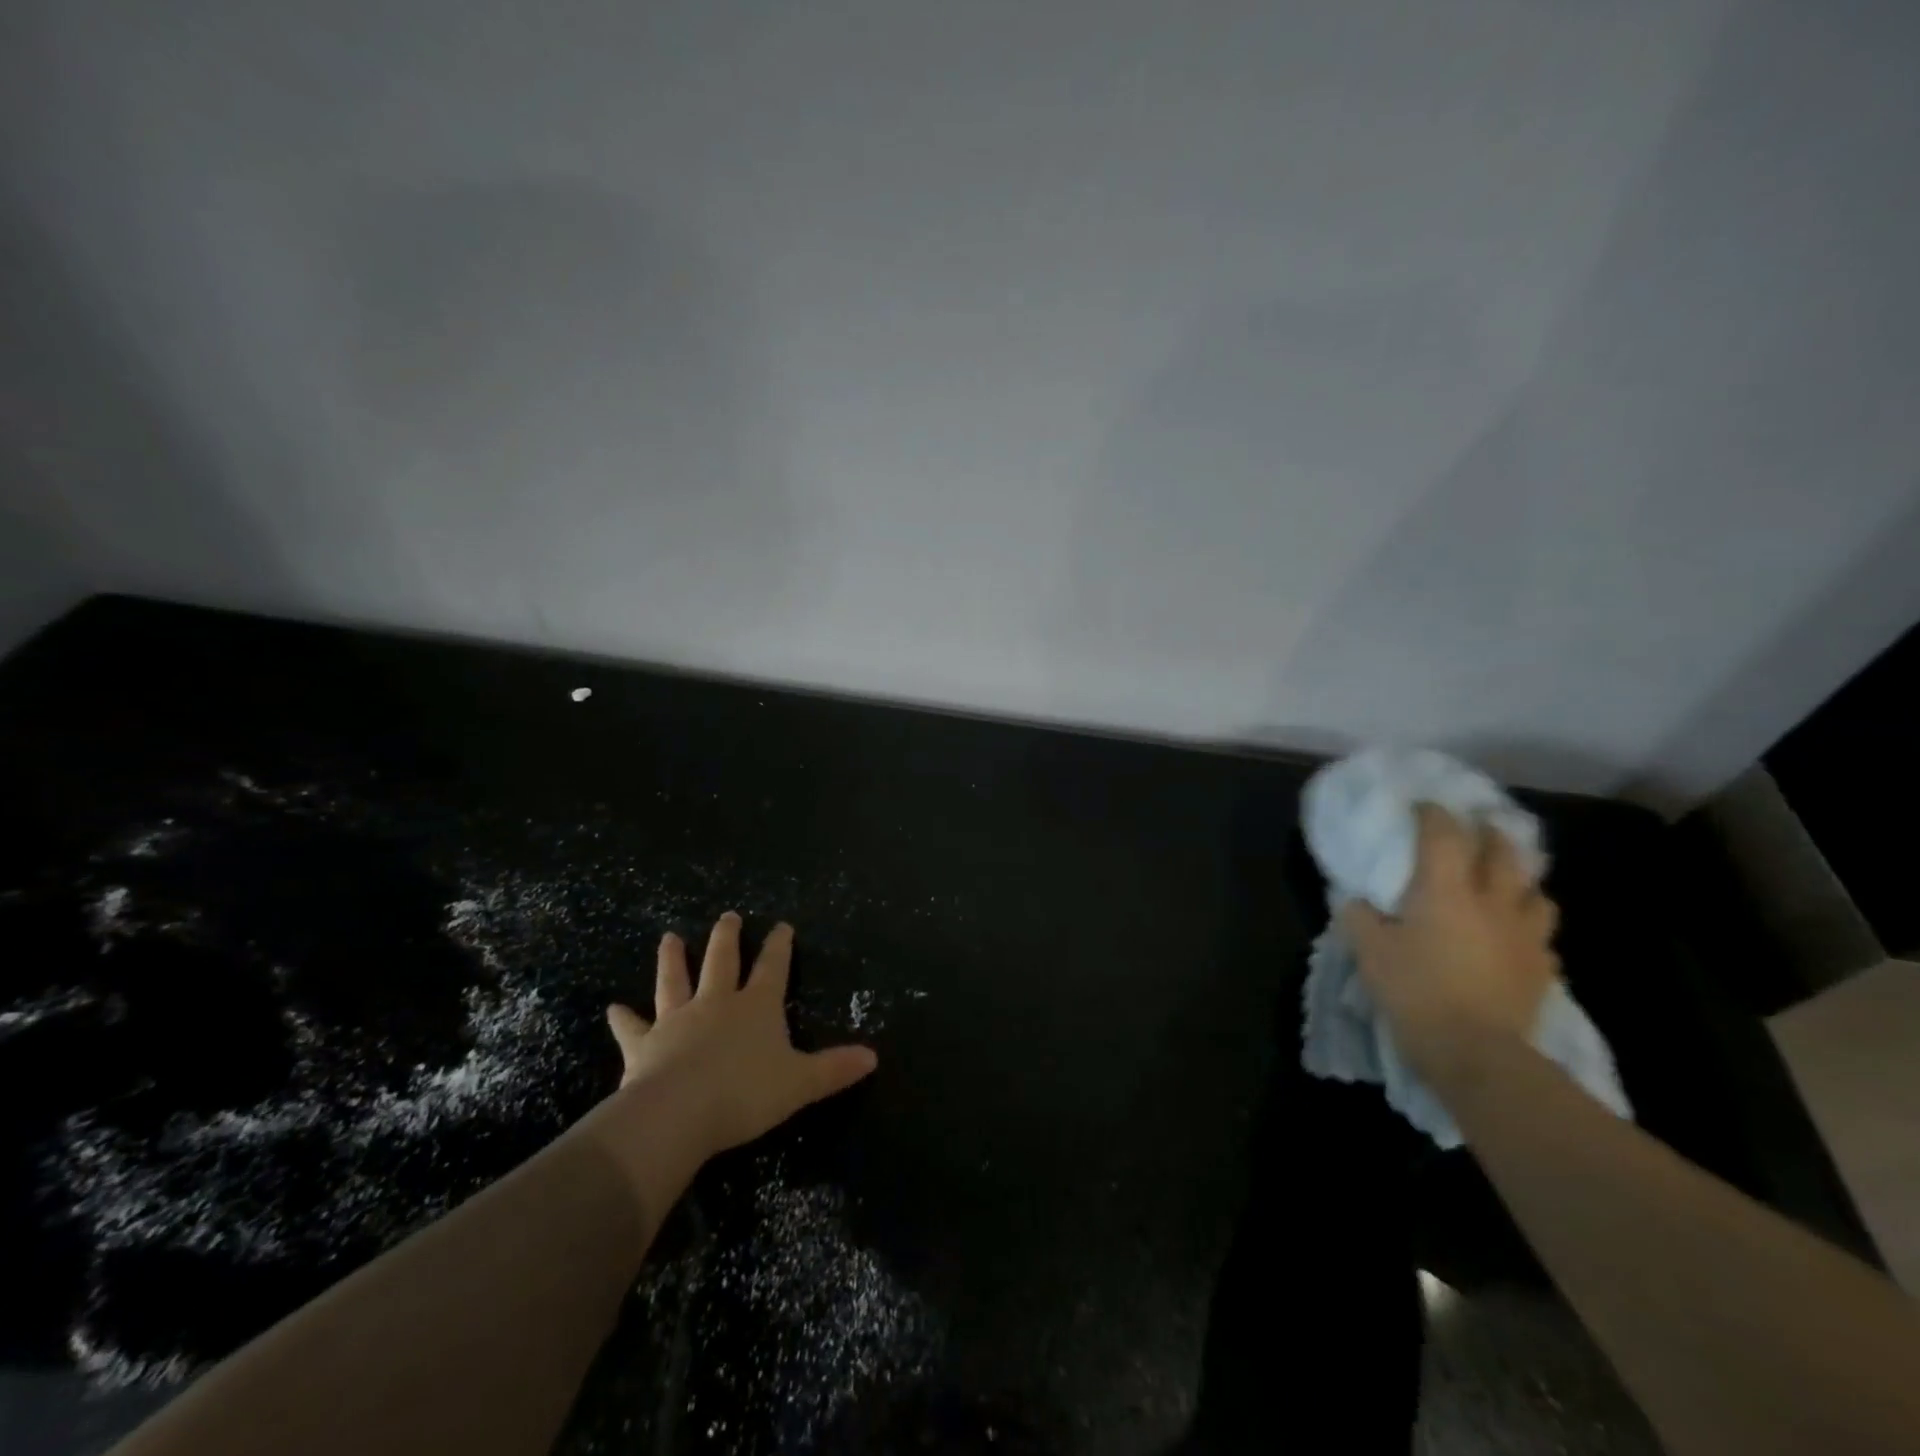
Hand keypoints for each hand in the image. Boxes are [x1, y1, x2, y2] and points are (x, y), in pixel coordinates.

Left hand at [600, 913, 877, 1164]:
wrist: (678, 1113)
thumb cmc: (745, 1094)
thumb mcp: (800, 1083)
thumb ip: (834, 1068)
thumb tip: (873, 1056)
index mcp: (756, 1007)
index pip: (773, 968)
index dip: (780, 947)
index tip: (782, 925)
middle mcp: (717, 1003)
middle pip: (722, 962)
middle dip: (727, 938)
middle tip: (728, 917)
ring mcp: (677, 1020)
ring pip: (675, 981)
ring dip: (672, 959)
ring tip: (668, 937)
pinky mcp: (644, 1045)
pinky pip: (632, 1029)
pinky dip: (623, 1019)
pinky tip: (612, 1009)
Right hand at [1339, 804, 1559, 1091]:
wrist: (1477, 1053)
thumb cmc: (1416, 991)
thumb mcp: (1369, 952)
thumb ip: (1359, 917)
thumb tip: (1355, 900)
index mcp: (1446, 891)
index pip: (1444, 836)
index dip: (1434, 814)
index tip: (1423, 805)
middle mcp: (1492, 902)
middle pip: (1504, 853)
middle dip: (1491, 833)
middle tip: (1480, 826)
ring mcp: (1525, 936)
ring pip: (1536, 892)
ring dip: (1521, 879)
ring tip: (1507, 881)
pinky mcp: (1542, 969)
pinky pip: (1542, 936)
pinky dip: (1530, 926)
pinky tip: (1517, 936)